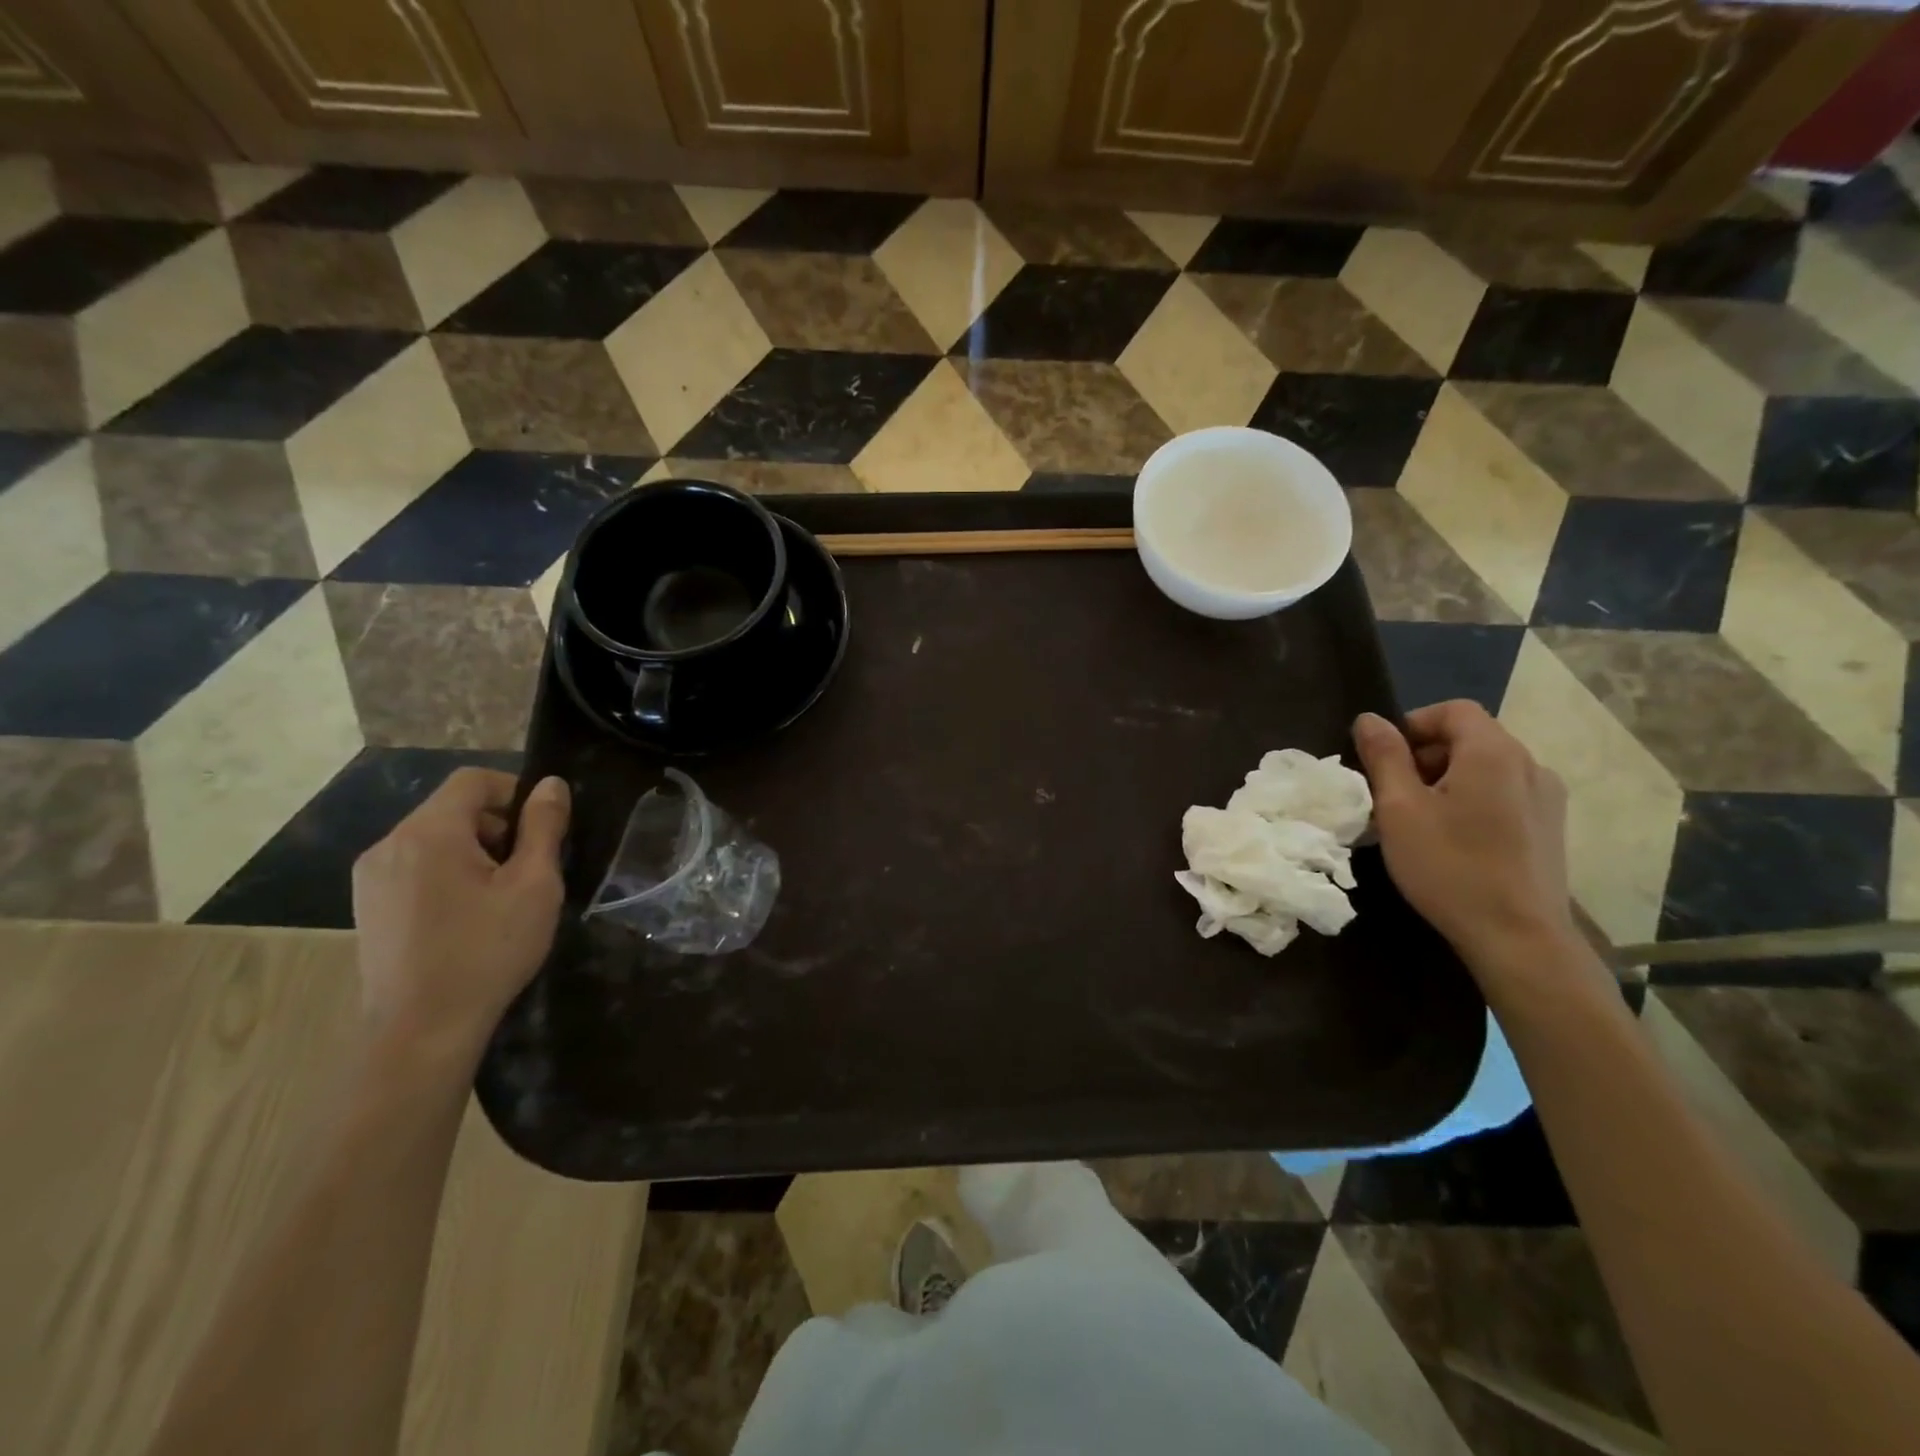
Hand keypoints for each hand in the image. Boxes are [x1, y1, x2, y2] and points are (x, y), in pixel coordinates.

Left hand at [352, 768, 569, 1060]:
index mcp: (428, 833)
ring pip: (434, 838)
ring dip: (473, 850)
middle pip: (453, 809)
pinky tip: (466, 915)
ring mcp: (371, 876)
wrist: (421, 1031)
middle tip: (528, 869)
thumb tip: (551, 785)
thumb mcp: (534, 885)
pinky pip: (415, 865)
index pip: (473, 780)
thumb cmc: (487, 951)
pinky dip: (447, 872)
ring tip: (500, 896)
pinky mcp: (367, 904)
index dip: (515, 791)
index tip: (542, 828)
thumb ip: (543, 827)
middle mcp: (389, 844)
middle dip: (497, 826)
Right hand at [1352, 703, 1577, 969]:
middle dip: (1426, 755)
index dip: (1413, 724)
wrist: (1518, 937)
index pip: (1453, 710)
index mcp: (1494, 753)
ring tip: (1420, 819)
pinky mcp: (1550, 828)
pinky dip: (1473, 800)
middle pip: (1471, 737)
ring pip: (1487, 768)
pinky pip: (1504, 794)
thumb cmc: (1450, 866)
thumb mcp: (1399, 809)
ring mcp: (1547, 798)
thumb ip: (1384, 757)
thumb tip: (1370, 719)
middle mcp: (1530, 765)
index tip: (1384, 759)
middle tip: (1394, 793)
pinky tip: (1455, 839)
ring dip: (1448, 779)